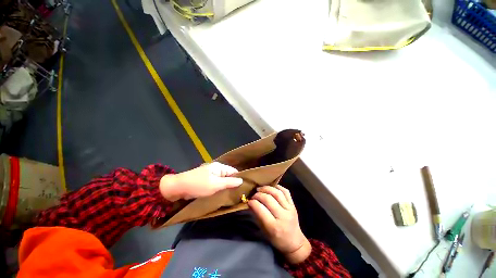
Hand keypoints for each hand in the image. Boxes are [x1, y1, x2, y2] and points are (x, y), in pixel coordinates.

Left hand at [159, 162, 242, 200]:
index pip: (233, 171)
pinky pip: (216, 182)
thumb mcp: (216, 184)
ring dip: (225, 186)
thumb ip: (229, 182)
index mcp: (219, 167)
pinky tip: (222, 193)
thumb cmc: (198, 185)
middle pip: (228, 175)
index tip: (243, 188)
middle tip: (238, 193)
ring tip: (231, 195)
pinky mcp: (205, 179)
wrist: (178, 187)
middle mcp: (216, 168)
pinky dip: (219, 187)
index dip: (239, 178)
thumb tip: (242, 180)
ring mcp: (210, 174)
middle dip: (232, 183)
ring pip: (222, 179)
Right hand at [248, 185, 310, 263]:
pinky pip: (286, 192)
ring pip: (277, 193)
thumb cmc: (277, 239)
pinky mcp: (293, 205)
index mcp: (274, 227)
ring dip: (267, 188)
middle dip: (258, 195)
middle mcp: (283, 216)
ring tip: (260, 189)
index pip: (261, 209)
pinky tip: (271, 187)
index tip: (249, 201)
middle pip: (269, 199)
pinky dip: (278, 187)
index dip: (253, 203)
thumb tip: (250, 203)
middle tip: (253, 195)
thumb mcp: (264, 231)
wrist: (295, 243)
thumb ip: (257, 216)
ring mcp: (289, 209)